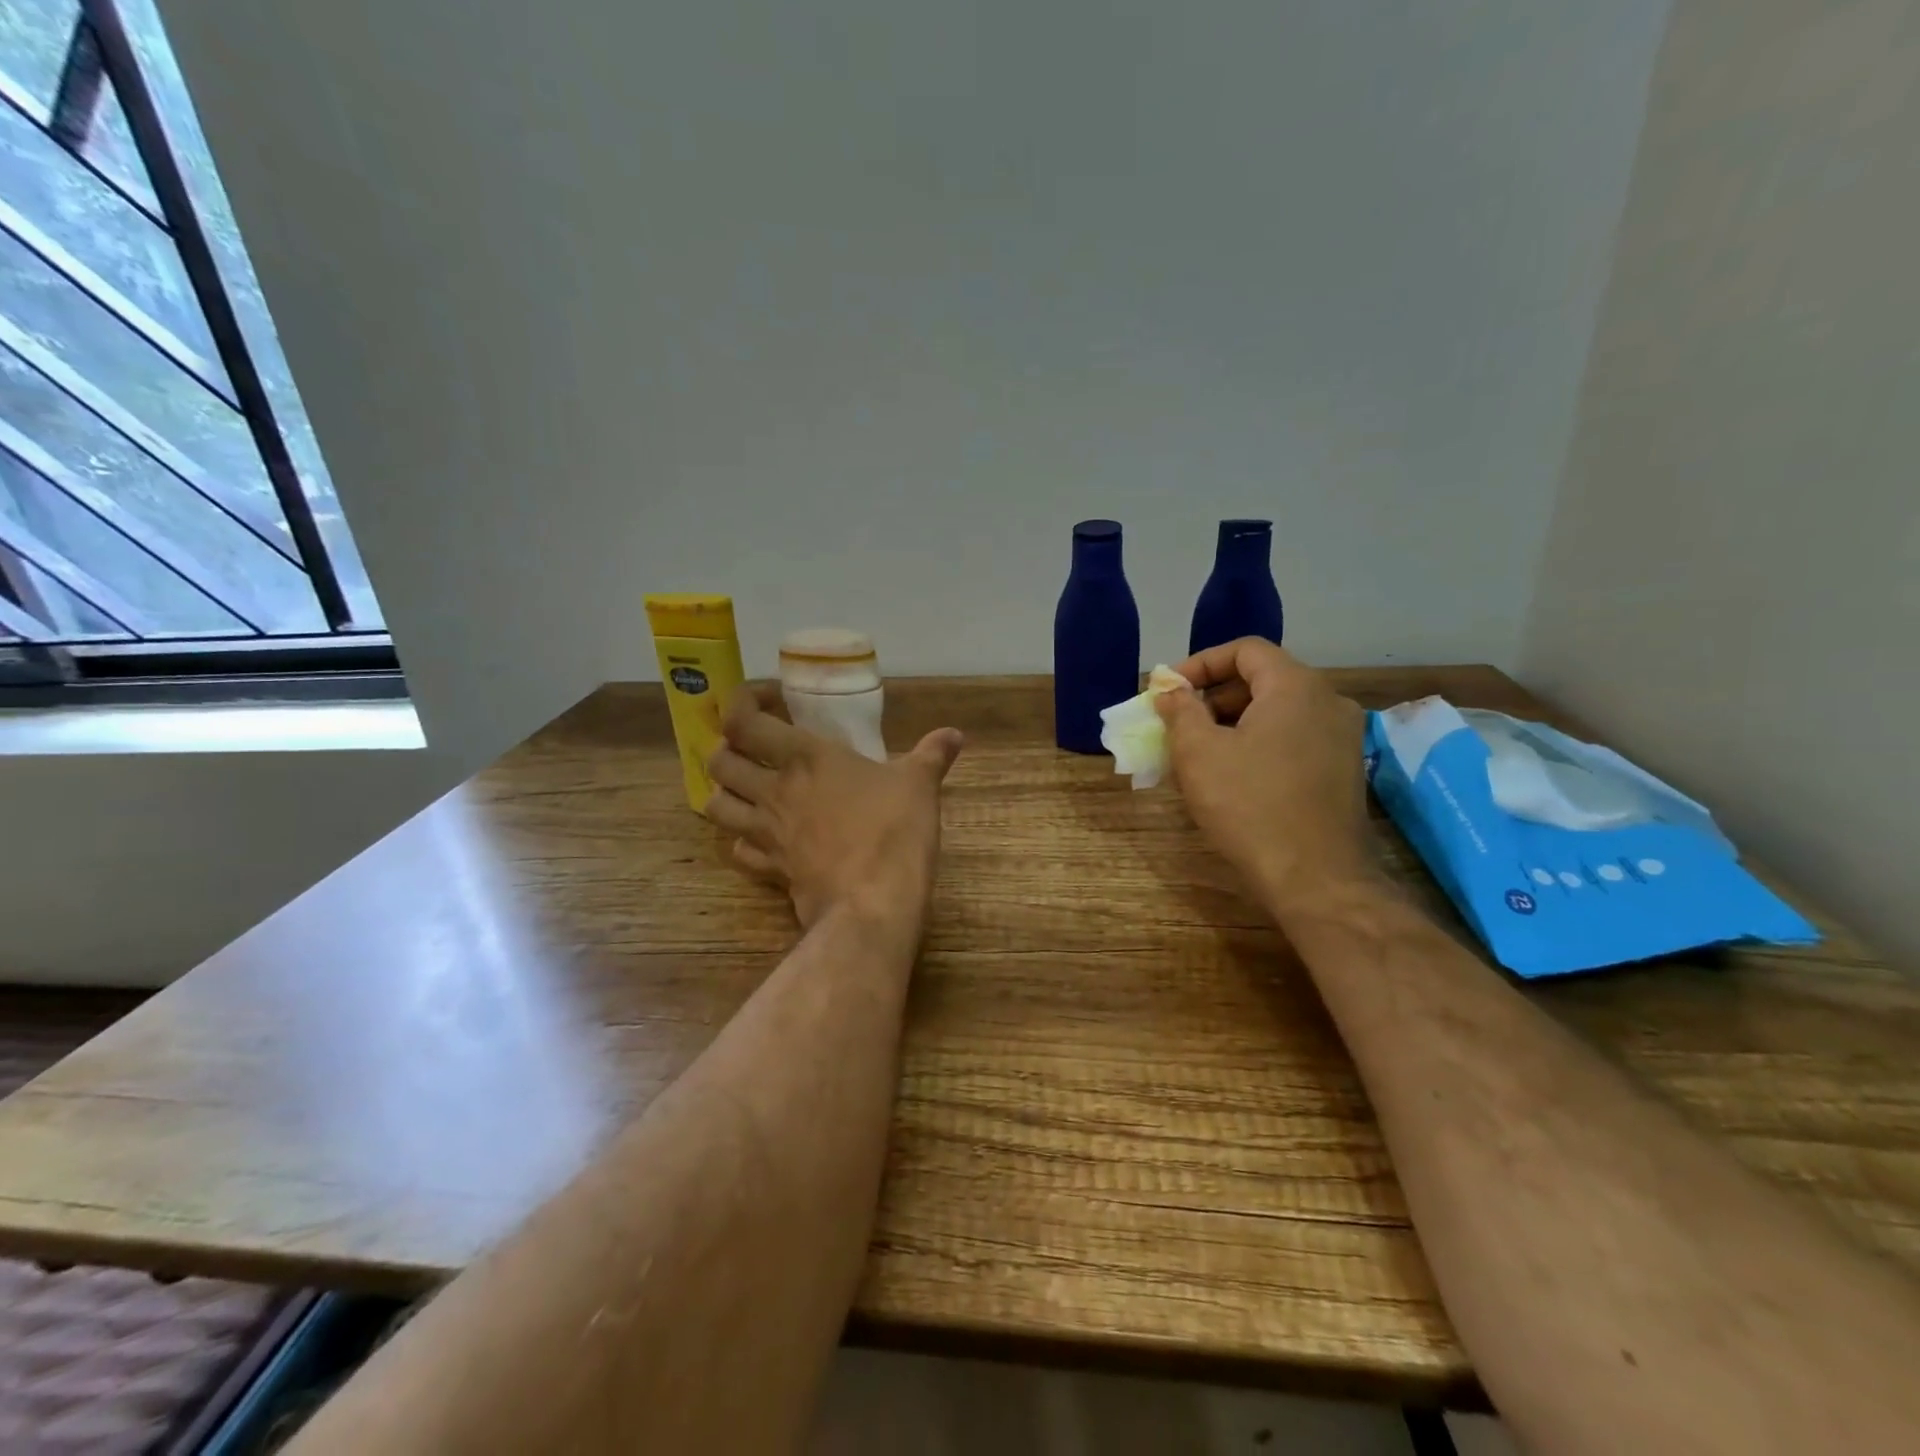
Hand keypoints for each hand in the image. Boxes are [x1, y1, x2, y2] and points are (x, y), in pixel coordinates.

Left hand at [705, 685, 963, 930]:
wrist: (873, 903)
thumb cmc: (894, 831)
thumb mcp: (920, 784)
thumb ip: (933, 754)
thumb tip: (956, 734)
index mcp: (805, 758)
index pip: (744, 721)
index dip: (742, 702)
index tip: (767, 700)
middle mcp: (775, 791)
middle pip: (718, 762)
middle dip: (726, 748)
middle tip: (753, 746)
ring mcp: (767, 833)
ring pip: (715, 805)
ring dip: (725, 792)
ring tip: (749, 788)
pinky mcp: (770, 870)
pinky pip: (739, 850)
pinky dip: (743, 839)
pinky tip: (762, 836)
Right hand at [1155, 639, 1377, 918]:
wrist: (1317, 879)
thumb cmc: (1250, 806)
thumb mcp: (1199, 752)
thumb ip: (1181, 710)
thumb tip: (1170, 690)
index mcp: (1296, 686)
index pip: (1244, 650)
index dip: (1200, 664)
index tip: (1169, 692)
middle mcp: (1328, 701)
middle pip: (1262, 679)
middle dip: (1213, 697)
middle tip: (1178, 724)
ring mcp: (1343, 738)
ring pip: (1277, 712)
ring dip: (1233, 723)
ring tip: (1197, 754)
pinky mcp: (1344, 770)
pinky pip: (1293, 739)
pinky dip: (1258, 744)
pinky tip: (1232, 777)